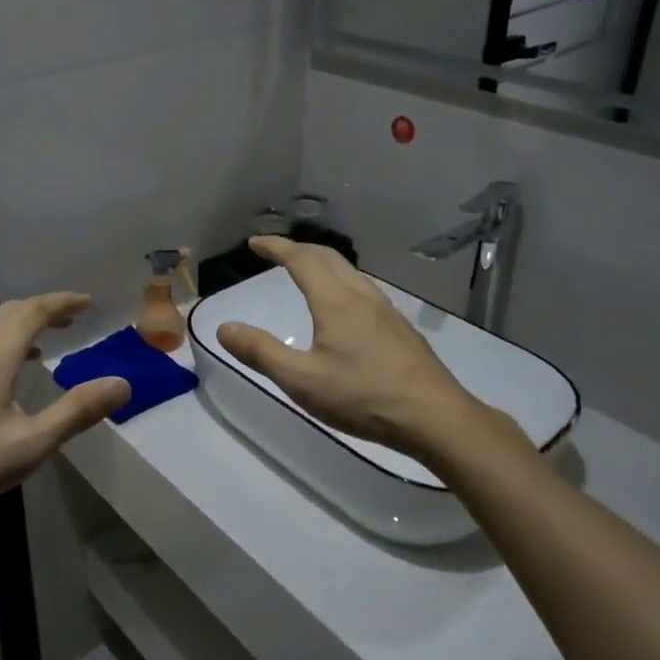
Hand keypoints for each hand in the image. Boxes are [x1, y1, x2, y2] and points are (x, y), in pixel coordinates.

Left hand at [0, 294, 129, 523]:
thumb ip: (77, 411)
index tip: (87, 303)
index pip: (35, 310)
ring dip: (17, 328)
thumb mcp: (32, 443)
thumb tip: (122, 384)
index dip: (63, 302)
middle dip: (42, 310)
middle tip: (70, 320)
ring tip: (40, 346)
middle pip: (9, 312)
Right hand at [214, 237, 517, 460]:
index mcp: (335, 302)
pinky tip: (343, 305)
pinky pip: (363, 287)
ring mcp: (386, 310)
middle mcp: (361, 296)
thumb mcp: (302, 380)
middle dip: (298, 249)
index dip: (276, 247)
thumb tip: (224, 328)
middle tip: (275, 252)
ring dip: (322, 262)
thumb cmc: (364, 397)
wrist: (436, 417)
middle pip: (327, 257)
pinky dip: (340, 279)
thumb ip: (261, 352)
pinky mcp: (399, 328)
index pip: (301, 260)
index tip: (255, 242)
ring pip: (349, 271)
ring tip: (305, 271)